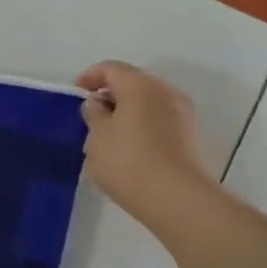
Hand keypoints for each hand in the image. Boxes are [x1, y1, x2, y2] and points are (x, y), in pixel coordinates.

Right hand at [76, 61, 214, 230]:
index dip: (90, 76)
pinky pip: (159, 121)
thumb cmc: (128, 162)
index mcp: (140, 85)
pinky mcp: (190, 137)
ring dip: (128, 112)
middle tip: (92, 115)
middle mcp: (165, 91)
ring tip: (109, 136)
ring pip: (148, 103)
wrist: (176, 198)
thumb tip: (98, 104)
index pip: (111, 68)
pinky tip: (130, 149)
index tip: (77, 93)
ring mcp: (182, 114)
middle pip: (133, 83)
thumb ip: (93, 115)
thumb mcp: (97, 138)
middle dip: (111, 95)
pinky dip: (142, 126)